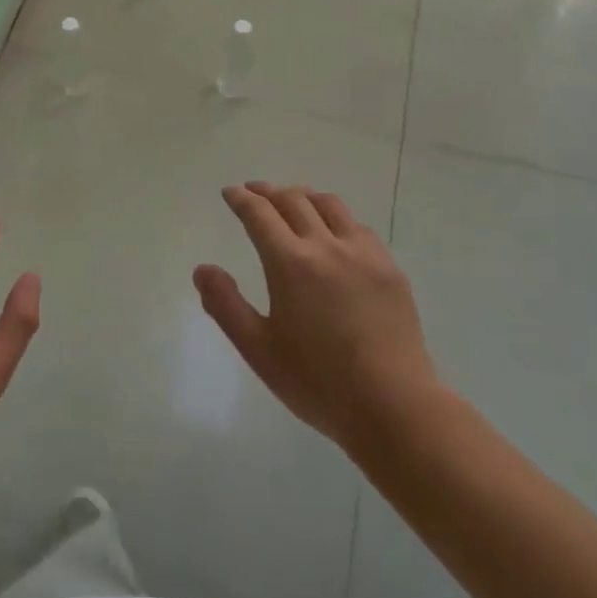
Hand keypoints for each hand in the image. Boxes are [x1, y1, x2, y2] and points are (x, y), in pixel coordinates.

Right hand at [194, 183, 435, 458]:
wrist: (394, 406)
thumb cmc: (318, 382)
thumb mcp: (258, 349)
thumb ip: (225, 305)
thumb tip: (202, 269)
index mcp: (290, 263)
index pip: (259, 214)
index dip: (241, 199)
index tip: (230, 193)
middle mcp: (327, 246)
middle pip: (294, 200)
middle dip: (269, 192)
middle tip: (254, 192)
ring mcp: (363, 254)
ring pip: (330, 205)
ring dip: (304, 196)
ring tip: (292, 201)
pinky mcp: (389, 268)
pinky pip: (358, 227)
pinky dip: (336, 217)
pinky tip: (334, 232)